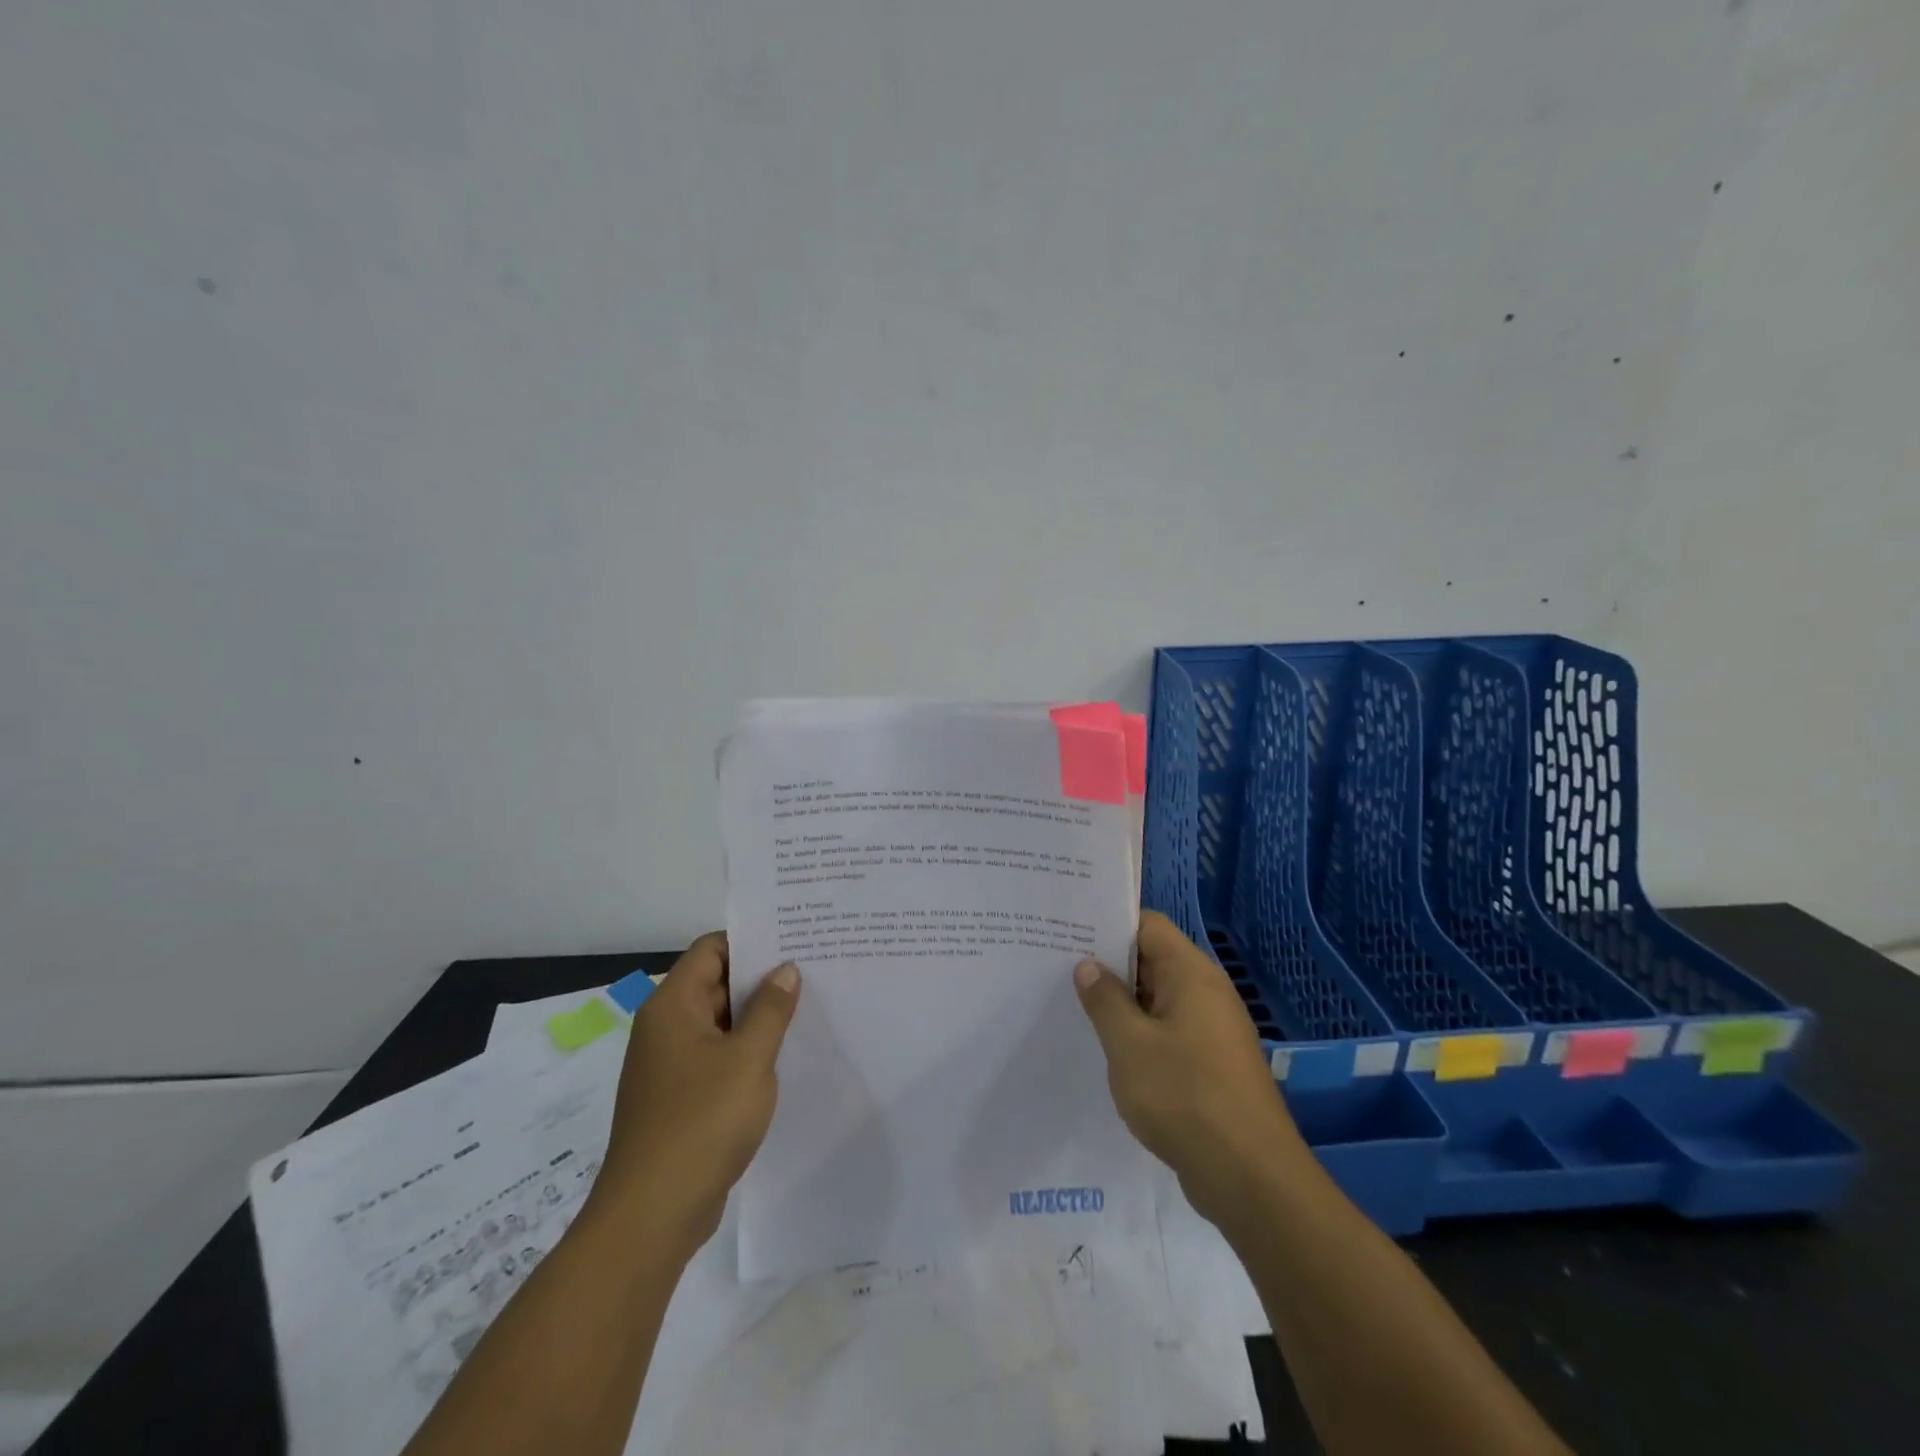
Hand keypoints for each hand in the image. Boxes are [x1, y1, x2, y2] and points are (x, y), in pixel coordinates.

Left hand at [591, 933, 799, 1257]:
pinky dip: (745, 1051)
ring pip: (719, 1023)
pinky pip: (716, 1057)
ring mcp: (670, 1066)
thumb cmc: (701, 1122)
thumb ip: (771, 1009)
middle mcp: (665, 1028)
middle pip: (715, 983)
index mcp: (672, 1007)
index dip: (751, 940)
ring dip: (756, 1017)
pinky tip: (783, 1057)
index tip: (793, 939)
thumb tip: (786, 969)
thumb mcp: (749, 1058)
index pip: (711, 949)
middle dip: (761, 978)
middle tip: (812, 970)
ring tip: (807, 1008)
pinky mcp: (679, 1098)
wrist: (652, 1216)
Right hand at [1074, 911, 1305, 1230]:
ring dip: (1123, 1004)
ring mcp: (1213, 1030)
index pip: (1148, 925)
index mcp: (1191, 974)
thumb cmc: (1185, 1096)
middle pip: (1153, 960)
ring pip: (1159, 1000)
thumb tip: (1089, 965)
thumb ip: (1105, 1000)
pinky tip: (1109, 1051)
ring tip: (1075, 1007)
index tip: (1069, 932)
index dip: (1109, 924)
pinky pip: (1169, 1032)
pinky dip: (1140, 1034)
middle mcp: (1207, 993)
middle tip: (1059, 969)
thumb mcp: (1129, 1044)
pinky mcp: (1212, 1064)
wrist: (1251, 1178)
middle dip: (1110, 965)